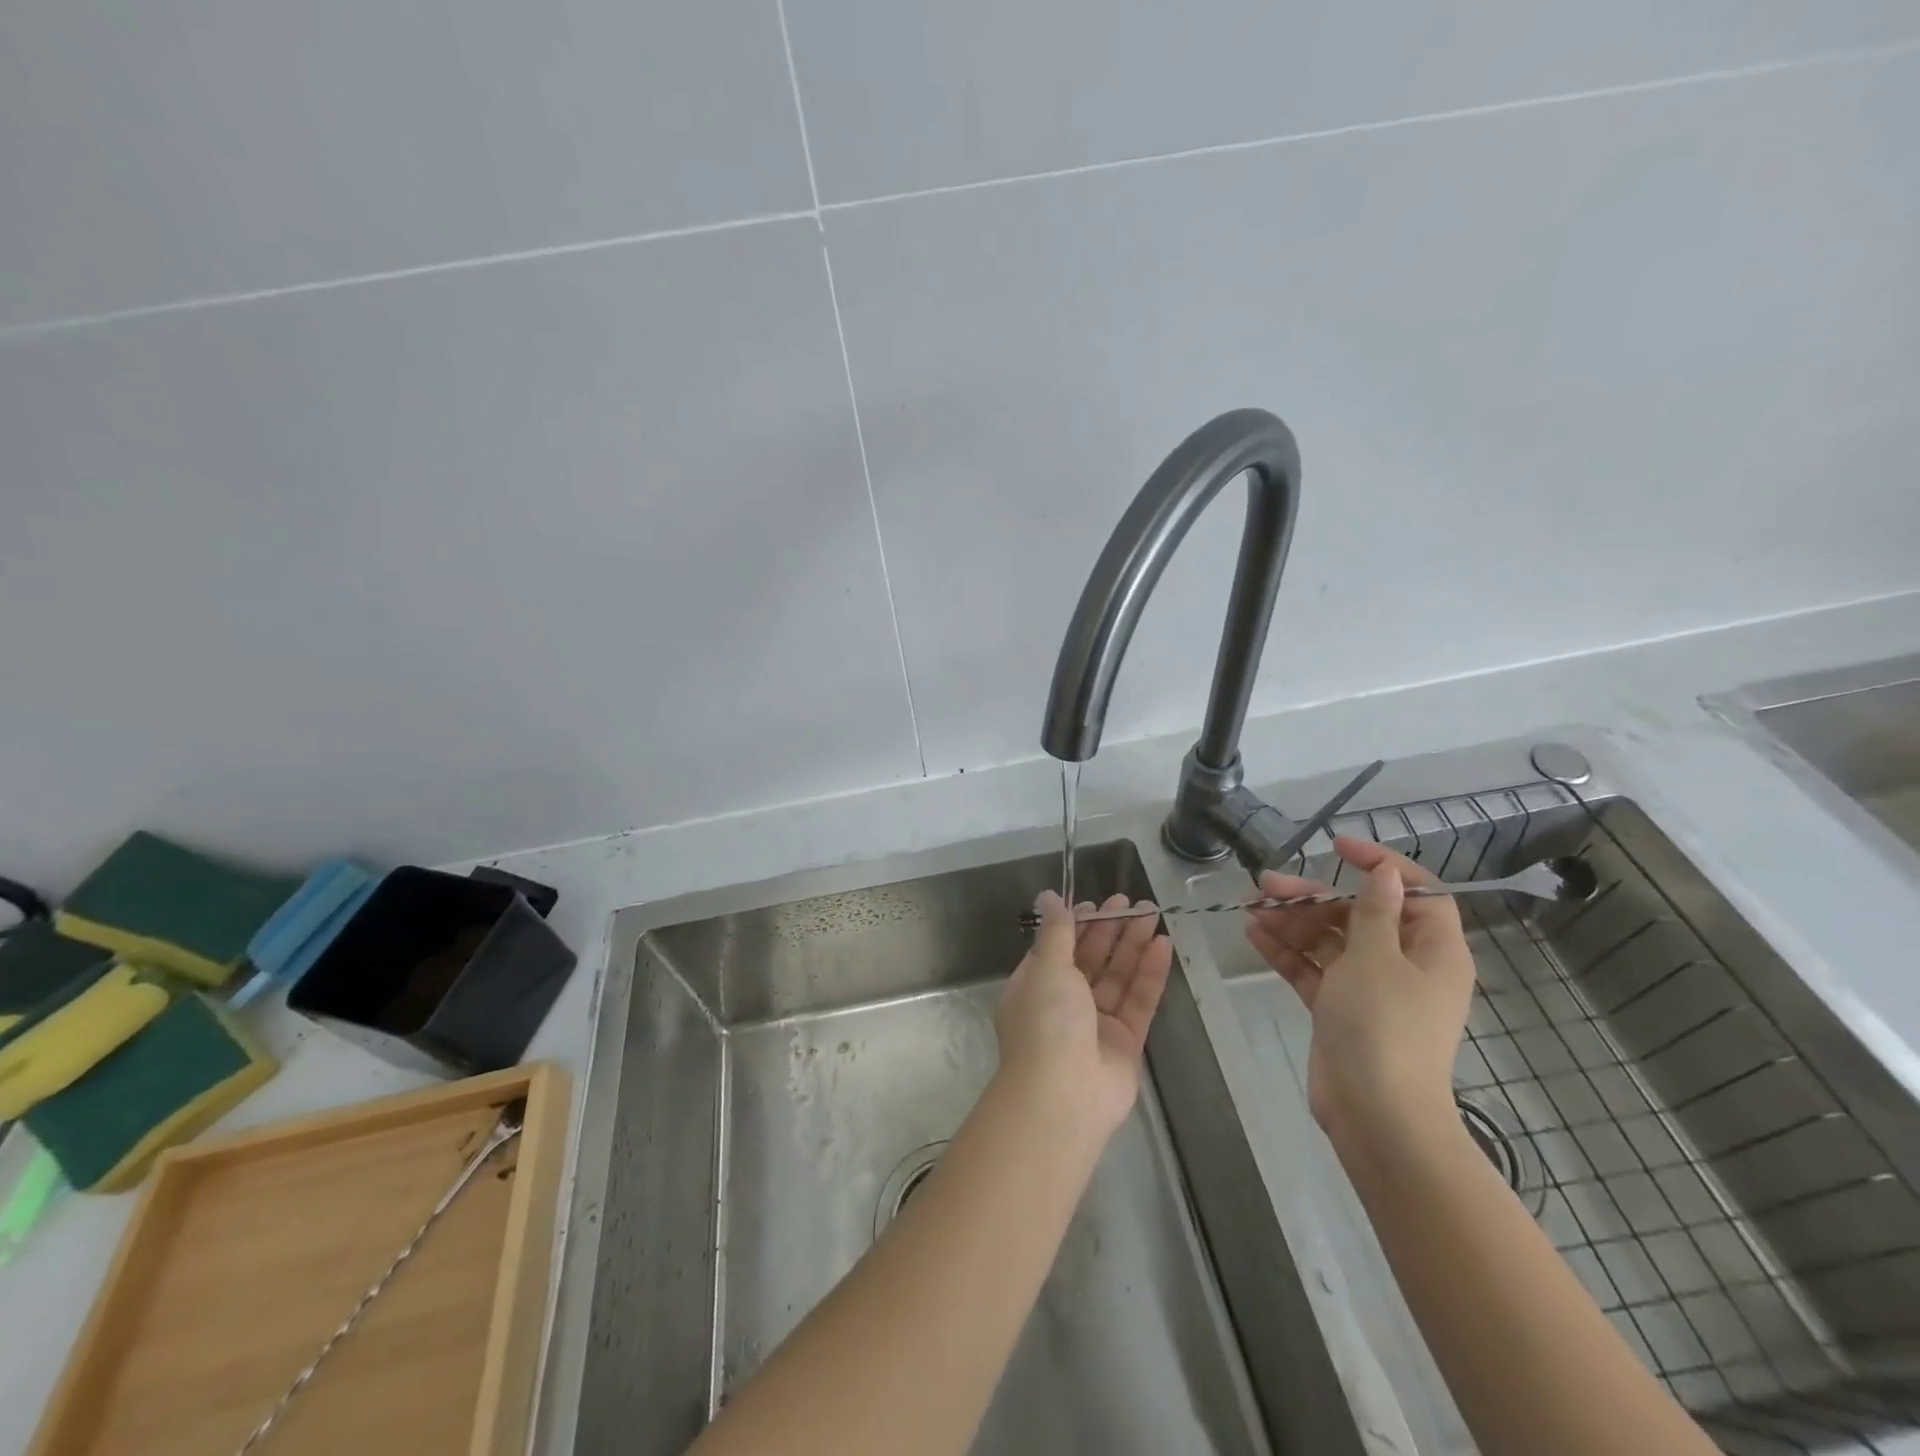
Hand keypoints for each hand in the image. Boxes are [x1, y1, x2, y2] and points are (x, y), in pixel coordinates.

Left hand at [996, 891, 1172, 1138]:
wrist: (1063, 1097)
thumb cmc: (1046, 1023)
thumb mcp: (1047, 968)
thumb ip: (1056, 932)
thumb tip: (1048, 896)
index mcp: (1035, 986)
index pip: (1059, 947)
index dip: (1080, 924)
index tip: (1101, 903)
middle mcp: (1063, 1003)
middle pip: (1091, 959)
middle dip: (1112, 931)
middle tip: (1136, 904)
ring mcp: (1095, 1024)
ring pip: (1117, 977)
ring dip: (1134, 946)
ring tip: (1153, 915)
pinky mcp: (1125, 1042)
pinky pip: (1138, 1001)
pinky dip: (1149, 974)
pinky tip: (1163, 946)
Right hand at [1244, 835, 1475, 1148]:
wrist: (1375, 1114)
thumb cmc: (1384, 1025)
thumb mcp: (1376, 958)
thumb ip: (1374, 911)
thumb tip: (1385, 874)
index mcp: (1433, 950)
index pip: (1416, 892)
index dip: (1380, 864)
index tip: (1338, 846)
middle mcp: (1405, 965)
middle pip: (1358, 915)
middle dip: (1312, 897)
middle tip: (1267, 884)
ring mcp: (1370, 989)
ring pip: (1330, 941)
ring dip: (1292, 922)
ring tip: (1251, 907)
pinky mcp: (1340, 1009)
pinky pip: (1313, 969)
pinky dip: (1287, 952)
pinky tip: (1254, 934)